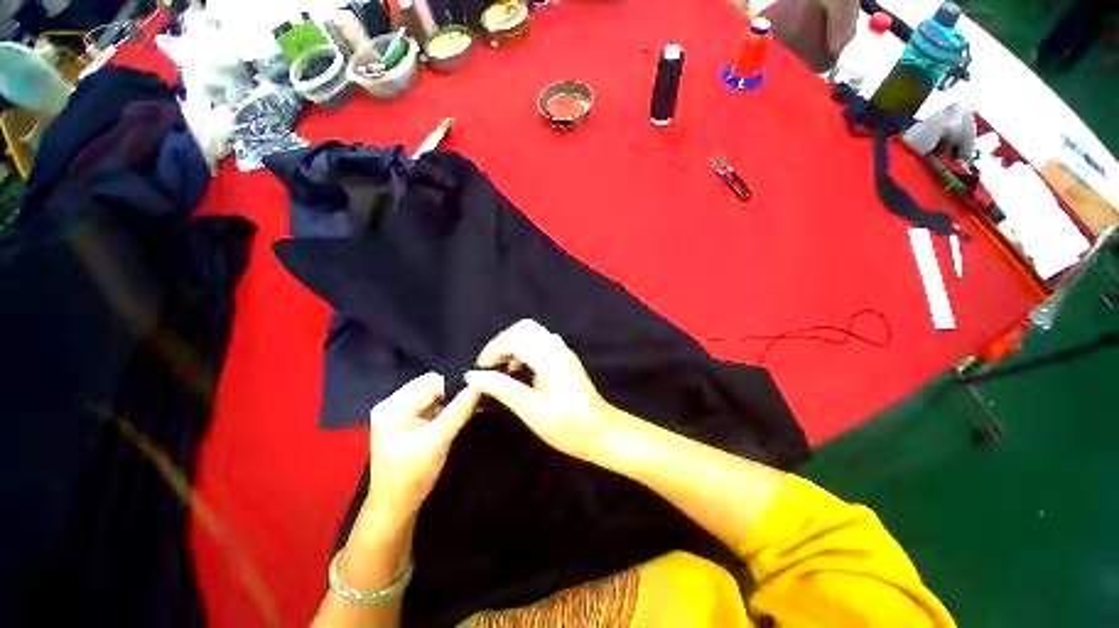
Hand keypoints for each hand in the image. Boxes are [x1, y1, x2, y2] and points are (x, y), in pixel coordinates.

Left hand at [365, 372, 480, 524]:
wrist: (396, 507)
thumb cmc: (412, 477)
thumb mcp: (437, 442)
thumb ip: (458, 411)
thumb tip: (479, 385)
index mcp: (392, 407)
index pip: (430, 382)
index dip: (454, 386)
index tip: (478, 392)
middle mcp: (393, 403)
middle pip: (431, 385)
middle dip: (453, 393)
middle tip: (473, 403)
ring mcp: (400, 411)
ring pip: (434, 394)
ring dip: (451, 401)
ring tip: (468, 409)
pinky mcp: (408, 420)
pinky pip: (432, 404)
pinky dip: (447, 408)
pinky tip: (458, 415)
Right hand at [465, 319, 617, 461]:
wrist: (603, 432)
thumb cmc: (569, 427)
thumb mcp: (532, 411)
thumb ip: (503, 389)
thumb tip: (473, 376)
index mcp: (550, 358)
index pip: (515, 338)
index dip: (492, 350)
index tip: (480, 370)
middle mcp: (557, 347)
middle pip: (523, 328)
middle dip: (502, 342)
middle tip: (489, 365)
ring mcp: (563, 351)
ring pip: (531, 333)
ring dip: (512, 345)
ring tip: (499, 369)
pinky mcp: (564, 357)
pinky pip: (539, 342)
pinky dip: (523, 349)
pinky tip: (518, 369)